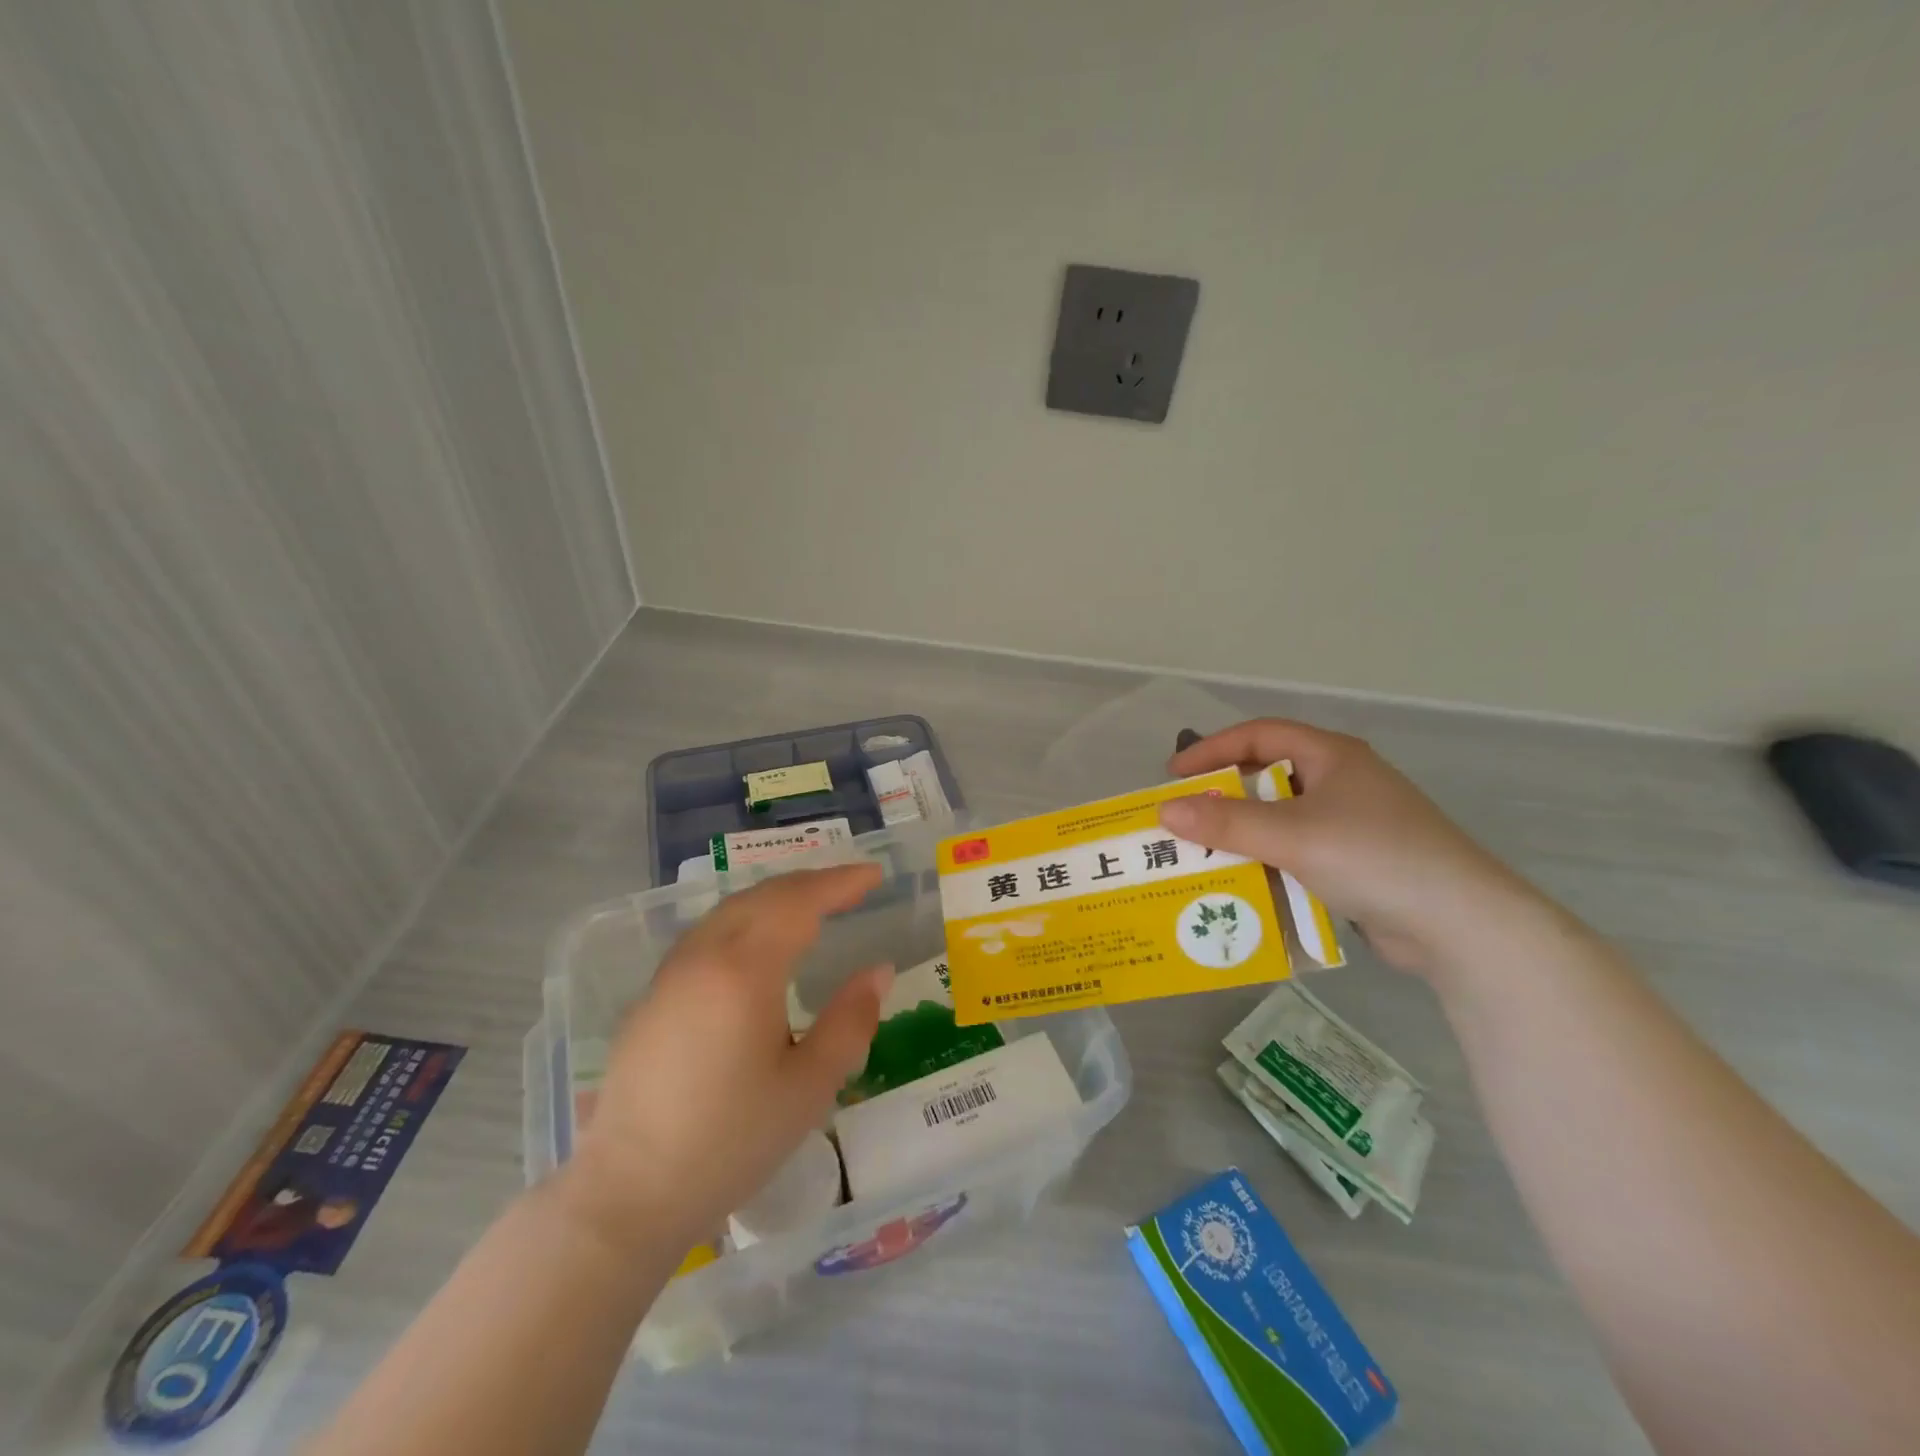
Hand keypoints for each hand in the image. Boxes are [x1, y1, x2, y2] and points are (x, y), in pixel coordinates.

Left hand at [562, 864, 891, 1252]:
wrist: (628, 1194)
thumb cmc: (730, 1142)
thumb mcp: (808, 1087)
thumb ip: (850, 1021)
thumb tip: (879, 970)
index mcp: (745, 971)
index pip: (800, 902)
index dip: (840, 883)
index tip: (874, 874)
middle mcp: (704, 956)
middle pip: (763, 896)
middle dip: (811, 882)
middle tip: (851, 885)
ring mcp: (671, 973)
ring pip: (731, 910)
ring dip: (776, 897)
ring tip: (812, 905)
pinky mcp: (652, 996)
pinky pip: (708, 933)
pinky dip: (747, 919)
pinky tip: (758, 942)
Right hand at [1159, 719, 1541, 975]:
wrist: (1461, 924)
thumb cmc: (1373, 857)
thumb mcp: (1291, 835)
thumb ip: (1226, 823)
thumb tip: (1165, 811)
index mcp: (1331, 756)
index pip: (1258, 734)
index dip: (1212, 749)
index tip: (1174, 775)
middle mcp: (1341, 781)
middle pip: (1268, 777)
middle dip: (1224, 797)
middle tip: (1186, 818)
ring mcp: (1352, 824)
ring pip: (1281, 819)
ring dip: (1244, 836)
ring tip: (1204, 855)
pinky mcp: (1357, 863)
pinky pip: (1298, 853)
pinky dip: (1269, 863)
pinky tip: (1246, 884)